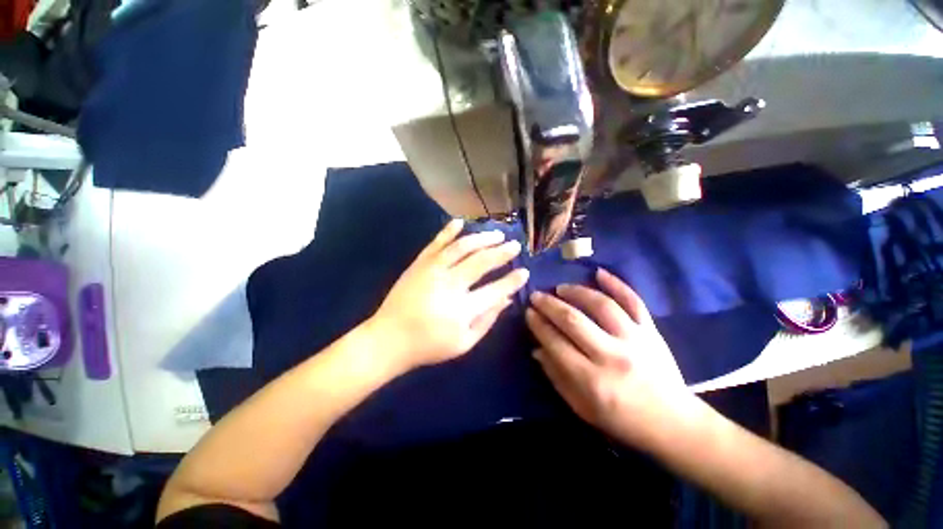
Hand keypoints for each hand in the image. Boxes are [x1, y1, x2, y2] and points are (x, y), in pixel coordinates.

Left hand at [369, 219, 529, 372]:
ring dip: (482, 238)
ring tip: (497, 234)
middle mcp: (450, 284)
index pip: (496, 289)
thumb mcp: (464, 344)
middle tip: (515, 245)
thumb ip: (487, 320)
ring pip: (462, 247)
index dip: (512, 280)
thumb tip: (507, 299)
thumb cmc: (428, 346)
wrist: (388, 339)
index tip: (525, 271)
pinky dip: (448, 231)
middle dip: (502, 252)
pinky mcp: (419, 264)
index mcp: (462, 309)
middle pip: (481, 262)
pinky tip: (460, 222)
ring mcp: (432, 270)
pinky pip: (436, 243)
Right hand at [526, 269, 699, 449]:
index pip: (555, 343)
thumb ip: (556, 376)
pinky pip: (633, 301)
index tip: (528, 312)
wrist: (673, 423)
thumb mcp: (581, 408)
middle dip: (549, 305)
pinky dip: (617, 284)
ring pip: (601, 305)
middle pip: (573, 320)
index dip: (538, 325)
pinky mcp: (651, 332)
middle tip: (536, 296)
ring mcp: (634, 340)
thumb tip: (537, 348)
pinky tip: (599, 272)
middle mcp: (611, 356)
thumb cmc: (622, 420)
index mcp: (591, 380)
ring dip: (576, 292)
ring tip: (561, 288)